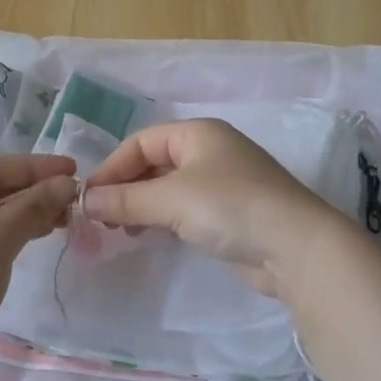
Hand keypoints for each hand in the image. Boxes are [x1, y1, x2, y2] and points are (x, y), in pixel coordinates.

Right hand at [81, 119, 342, 297]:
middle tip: (102, 218)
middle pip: (152, 163)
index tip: (89, 198)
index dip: (112, 167)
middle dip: (124, 188)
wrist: (295, 247)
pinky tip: (149, 236)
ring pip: (167, 188)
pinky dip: (161, 219)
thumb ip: (125, 199)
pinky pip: (184, 208)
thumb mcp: (170, 199)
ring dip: (140, 206)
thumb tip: (85, 201)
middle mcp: (209, 151)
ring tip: (121, 230)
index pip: (140, 142)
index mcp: (197, 133)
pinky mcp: (228, 213)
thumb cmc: (229, 207)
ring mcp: (221, 182)